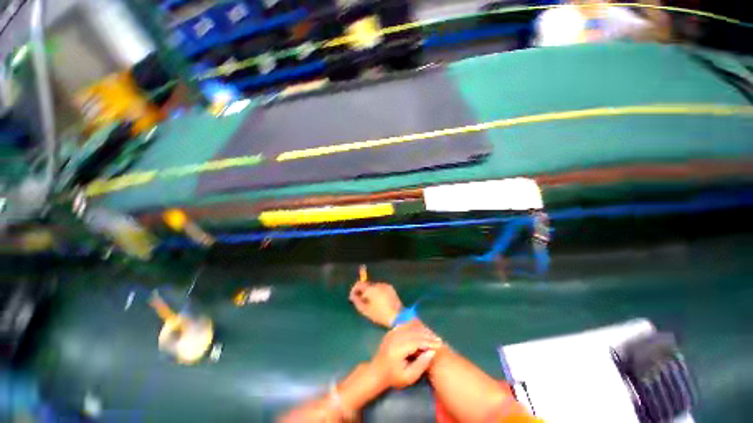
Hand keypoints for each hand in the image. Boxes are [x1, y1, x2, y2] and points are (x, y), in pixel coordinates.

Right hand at [349, 277, 402, 327]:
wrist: (397, 315)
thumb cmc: (379, 314)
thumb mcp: (365, 310)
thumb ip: (357, 301)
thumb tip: (353, 296)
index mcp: (371, 288)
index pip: (359, 284)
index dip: (354, 289)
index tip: (353, 297)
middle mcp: (377, 284)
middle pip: (366, 284)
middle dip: (362, 291)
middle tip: (361, 301)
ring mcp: (385, 285)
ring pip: (373, 286)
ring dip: (370, 292)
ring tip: (371, 302)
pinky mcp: (390, 288)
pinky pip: (380, 288)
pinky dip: (377, 292)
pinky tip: (379, 301)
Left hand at [369, 321, 441, 388]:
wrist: (377, 371)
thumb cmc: (393, 377)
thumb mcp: (409, 377)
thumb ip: (421, 365)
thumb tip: (432, 352)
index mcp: (398, 348)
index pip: (417, 341)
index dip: (429, 342)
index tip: (440, 345)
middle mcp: (395, 337)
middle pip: (414, 332)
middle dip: (427, 335)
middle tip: (439, 340)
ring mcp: (392, 332)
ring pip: (410, 327)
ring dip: (422, 330)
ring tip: (433, 336)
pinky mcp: (392, 331)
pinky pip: (405, 326)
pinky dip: (415, 327)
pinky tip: (422, 331)